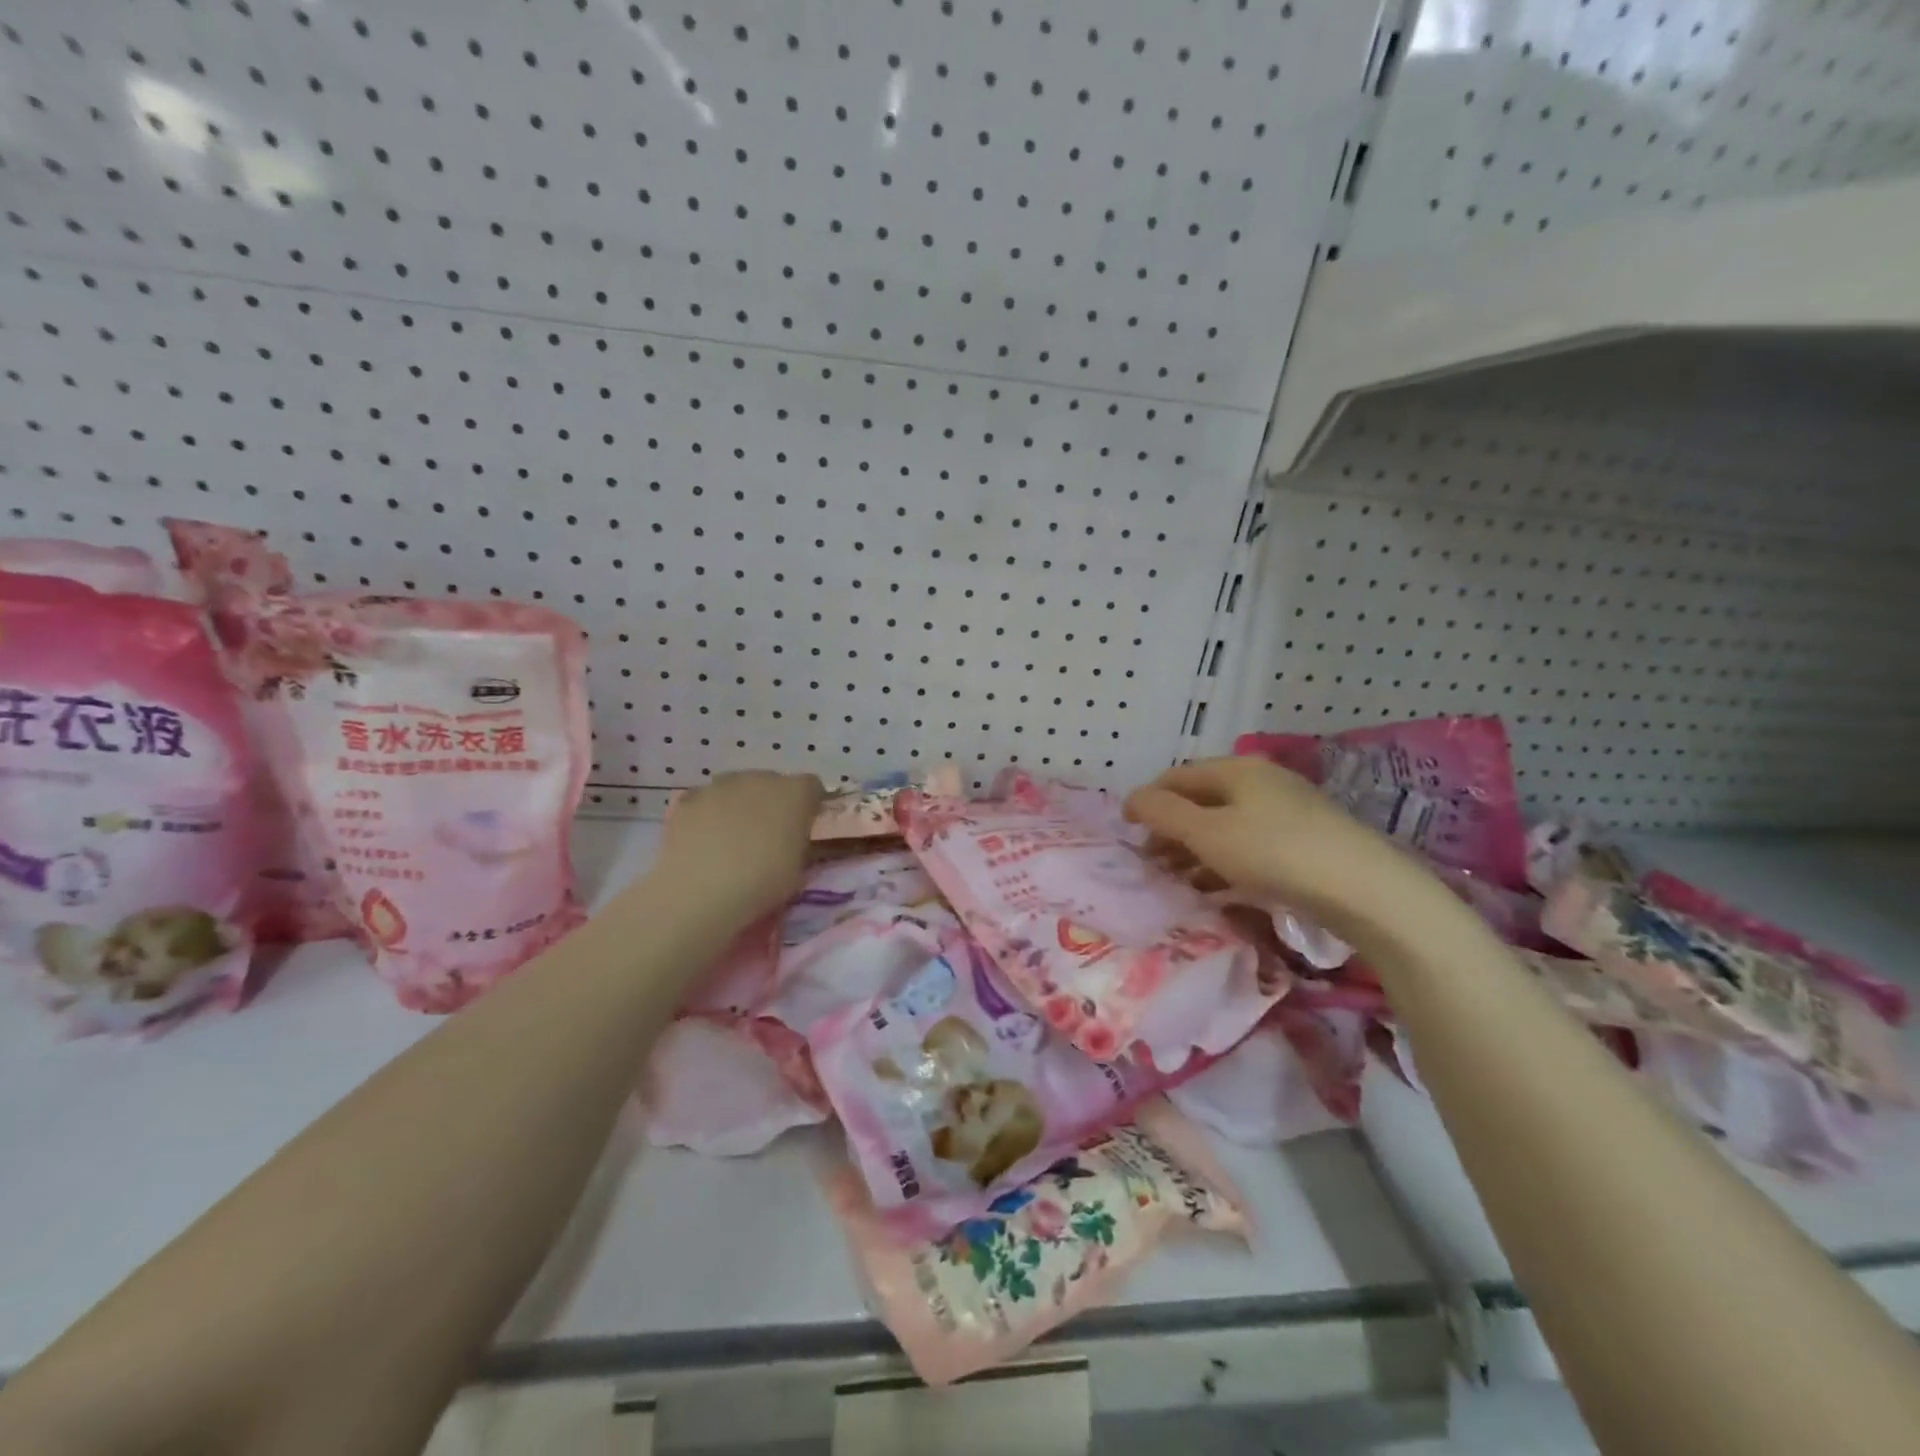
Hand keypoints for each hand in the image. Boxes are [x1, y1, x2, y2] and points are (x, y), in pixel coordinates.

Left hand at [653, 770, 824, 926]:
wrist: (700, 892)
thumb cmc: (762, 883)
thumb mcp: (798, 870)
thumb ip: (799, 844)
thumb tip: (792, 840)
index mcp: (795, 793)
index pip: (812, 787)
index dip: (809, 805)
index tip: (803, 827)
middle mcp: (760, 779)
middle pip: (772, 783)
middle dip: (772, 803)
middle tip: (767, 836)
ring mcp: (721, 785)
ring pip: (737, 789)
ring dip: (739, 806)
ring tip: (731, 840)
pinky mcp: (689, 799)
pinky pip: (706, 801)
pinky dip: (708, 814)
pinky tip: (703, 841)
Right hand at [1124, 757, 1420, 938]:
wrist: (1366, 891)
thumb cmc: (1275, 854)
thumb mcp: (1208, 833)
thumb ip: (1163, 814)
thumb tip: (1131, 800)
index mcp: (1237, 769)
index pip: (1177, 776)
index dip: (1147, 801)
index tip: (1127, 833)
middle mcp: (1262, 782)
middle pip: (1201, 800)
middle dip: (1170, 829)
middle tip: (1150, 863)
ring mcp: (1287, 811)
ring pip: (1225, 825)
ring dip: (1194, 849)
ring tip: (1176, 880)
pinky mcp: (1305, 842)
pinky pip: (1249, 845)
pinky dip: (1224, 861)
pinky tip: (1215, 888)